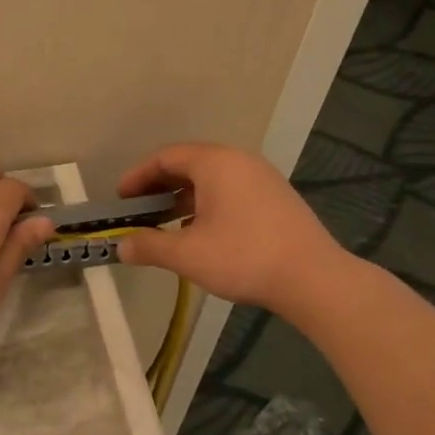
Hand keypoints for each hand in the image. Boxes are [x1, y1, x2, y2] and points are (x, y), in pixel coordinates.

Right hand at [117, 143, 349, 314]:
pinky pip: (231, 190)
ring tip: (165, 224)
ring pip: (211, 179)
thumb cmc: (244, 257)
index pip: (166, 157)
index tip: (121, 199)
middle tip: (138, 211)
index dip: (138, 176)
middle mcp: (239, 161)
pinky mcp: (276, 197)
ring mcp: (262, 178)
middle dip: (159, 187)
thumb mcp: (187, 254)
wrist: (313, 278)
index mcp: (215, 163)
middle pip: (189, 164)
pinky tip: (200, 233)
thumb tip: (121, 247)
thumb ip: (149, 246)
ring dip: (183, 198)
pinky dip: (207, 204)